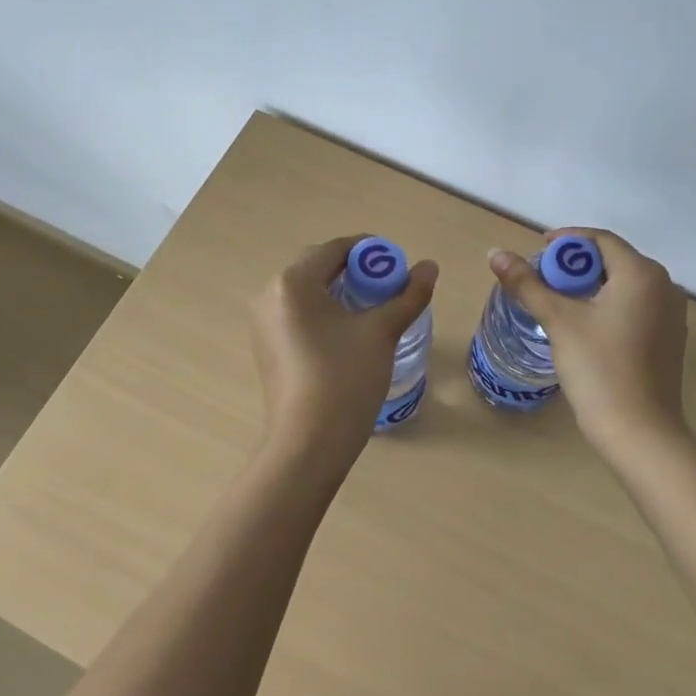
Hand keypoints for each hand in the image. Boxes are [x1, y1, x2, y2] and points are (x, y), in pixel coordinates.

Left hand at [250, 235, 438, 479]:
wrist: (308, 446)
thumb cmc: (344, 380)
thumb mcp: (381, 332)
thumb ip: (408, 296)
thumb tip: (430, 267)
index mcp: (293, 282)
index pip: (335, 248)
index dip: (370, 251)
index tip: (398, 265)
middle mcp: (271, 294)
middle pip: (319, 266)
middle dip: (356, 270)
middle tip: (389, 287)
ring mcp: (264, 323)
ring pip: (309, 291)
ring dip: (342, 291)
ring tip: (375, 308)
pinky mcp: (268, 346)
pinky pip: (299, 313)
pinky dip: (325, 312)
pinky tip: (350, 332)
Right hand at [487, 228, 688, 458]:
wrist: (640, 433)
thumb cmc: (598, 368)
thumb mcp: (558, 320)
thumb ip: (526, 283)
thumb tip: (495, 253)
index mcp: (642, 273)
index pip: (601, 239)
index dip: (567, 240)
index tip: (539, 252)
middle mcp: (665, 286)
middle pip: (615, 260)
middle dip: (577, 265)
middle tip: (544, 280)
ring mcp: (672, 315)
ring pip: (626, 284)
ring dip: (593, 285)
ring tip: (560, 302)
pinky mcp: (670, 340)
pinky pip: (637, 306)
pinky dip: (610, 305)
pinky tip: (587, 326)